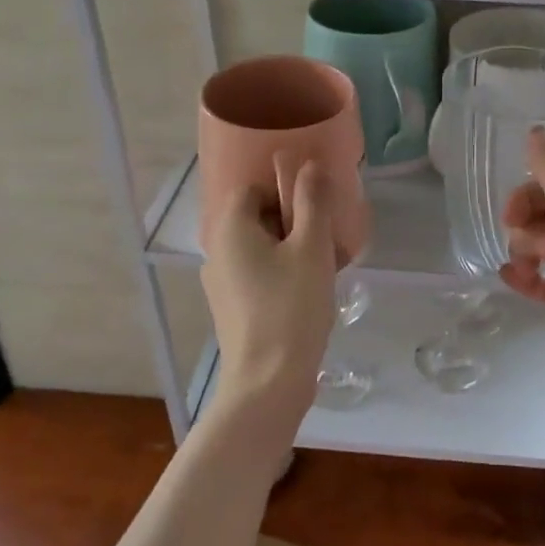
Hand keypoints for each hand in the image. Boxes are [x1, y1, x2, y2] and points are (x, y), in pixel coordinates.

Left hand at [199, 161, 337, 439]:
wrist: (268, 381)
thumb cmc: (291, 307)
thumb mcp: (311, 248)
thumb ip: (312, 201)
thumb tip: (309, 164)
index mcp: (230, 228)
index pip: (253, 188)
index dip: (285, 191)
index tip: (316, 210)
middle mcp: (217, 251)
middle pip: (257, 218)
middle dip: (294, 221)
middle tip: (327, 239)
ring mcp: (221, 283)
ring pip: (260, 249)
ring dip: (292, 249)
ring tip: (326, 267)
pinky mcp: (232, 309)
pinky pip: (258, 275)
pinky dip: (282, 274)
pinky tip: (310, 294)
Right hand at [499, 129, 544, 425]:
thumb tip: (533, 132)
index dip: (528, 196)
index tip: (511, 217)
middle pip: (544, 214)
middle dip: (528, 227)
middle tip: (540, 250)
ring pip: (541, 246)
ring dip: (525, 252)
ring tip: (528, 269)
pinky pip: (543, 281)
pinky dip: (526, 278)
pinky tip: (510, 279)